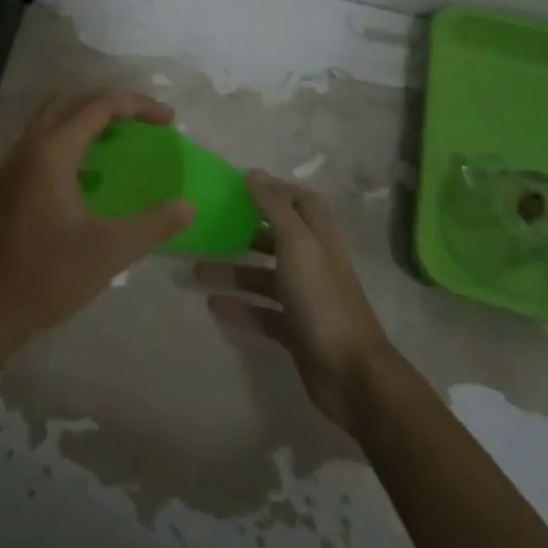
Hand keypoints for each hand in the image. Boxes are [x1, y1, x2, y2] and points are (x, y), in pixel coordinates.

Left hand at [0, 90, 193, 364]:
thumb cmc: (47, 275)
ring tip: (123, 136)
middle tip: (146, 120)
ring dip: (89, 118)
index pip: (100, 105)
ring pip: (54, 118)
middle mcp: (29, 146)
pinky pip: (44, 141)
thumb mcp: (110, 251)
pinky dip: (73, 139)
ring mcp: (15, 163)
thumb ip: (154, 224)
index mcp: (52, 152)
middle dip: (113, 102)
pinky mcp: (11, 182)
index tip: (170, 121)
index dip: (139, 106)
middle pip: (73, 101)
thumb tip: (188, 207)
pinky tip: (93, 173)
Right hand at [199, 171, 397, 433]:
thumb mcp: (297, 245)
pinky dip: (239, 307)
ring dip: (233, 272)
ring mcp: (305, 299)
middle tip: (210, 227)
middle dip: (245, 232)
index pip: (301, 202)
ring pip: (264, 277)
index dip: (275, 191)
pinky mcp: (295, 330)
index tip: (239, 188)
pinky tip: (212, 304)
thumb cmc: (323, 300)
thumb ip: (274, 208)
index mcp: (319, 238)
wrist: (351, 374)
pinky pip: (262, 312)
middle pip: (278, 239)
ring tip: (196, 270)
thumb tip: (254, 173)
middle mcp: (313, 263)